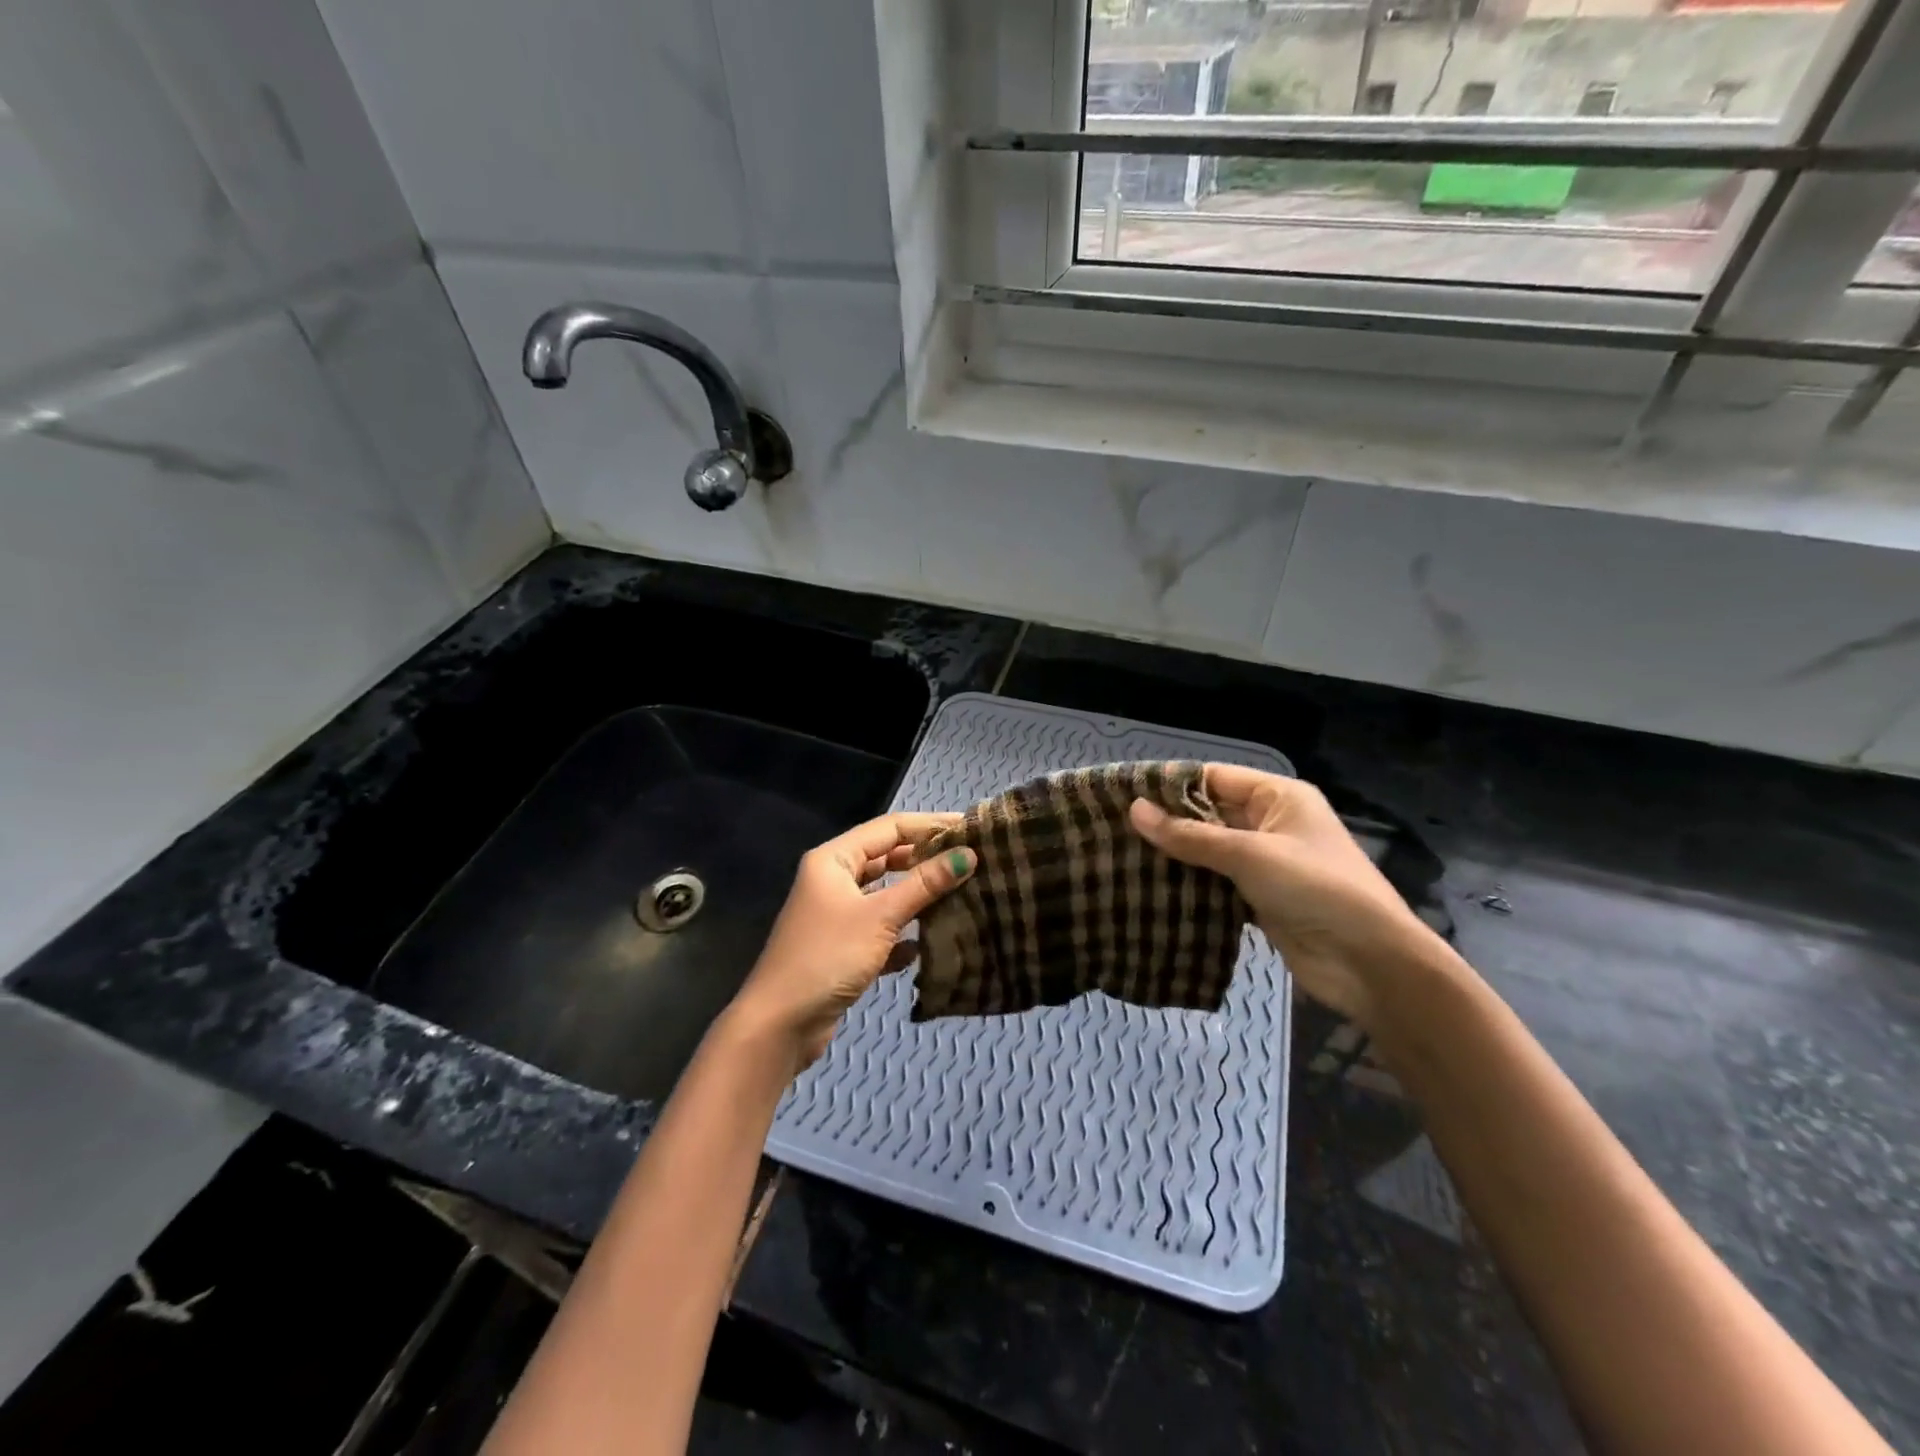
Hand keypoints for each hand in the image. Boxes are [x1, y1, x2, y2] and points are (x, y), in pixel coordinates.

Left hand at [724, 812, 976, 1078]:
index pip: (890, 828)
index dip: (930, 825)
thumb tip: (969, 855)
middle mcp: (833, 880)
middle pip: (887, 859)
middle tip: (971, 862)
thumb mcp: (881, 917)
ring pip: (885, 895)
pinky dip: (901, 934)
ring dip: (918, 898)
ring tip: (961, 896)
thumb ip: (925, 884)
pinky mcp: (842, 947)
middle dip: (926, 860)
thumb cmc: (828, 957)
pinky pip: (880, 929)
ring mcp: (836, 914)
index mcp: (834, 859)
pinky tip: (925, 946)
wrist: (779, 1025)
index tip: (971, 828)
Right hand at [1129, 765, 1444, 1027]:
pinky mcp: (1259, 899)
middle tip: (1113, 827)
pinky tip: (1150, 889)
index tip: (1122, 793)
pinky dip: (1190, 886)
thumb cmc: (1315, 889)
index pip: (1214, 778)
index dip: (1171, 784)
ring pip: (1210, 851)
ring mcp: (1266, 863)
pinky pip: (1216, 883)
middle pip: (1209, 814)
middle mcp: (1271, 823)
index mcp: (1278, 797)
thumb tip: (1134, 809)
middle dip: (1167, 822)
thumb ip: (1190, 835)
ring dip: (1175, 856)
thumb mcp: (1249, 855)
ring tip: (1121, 856)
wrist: (1371, 963)